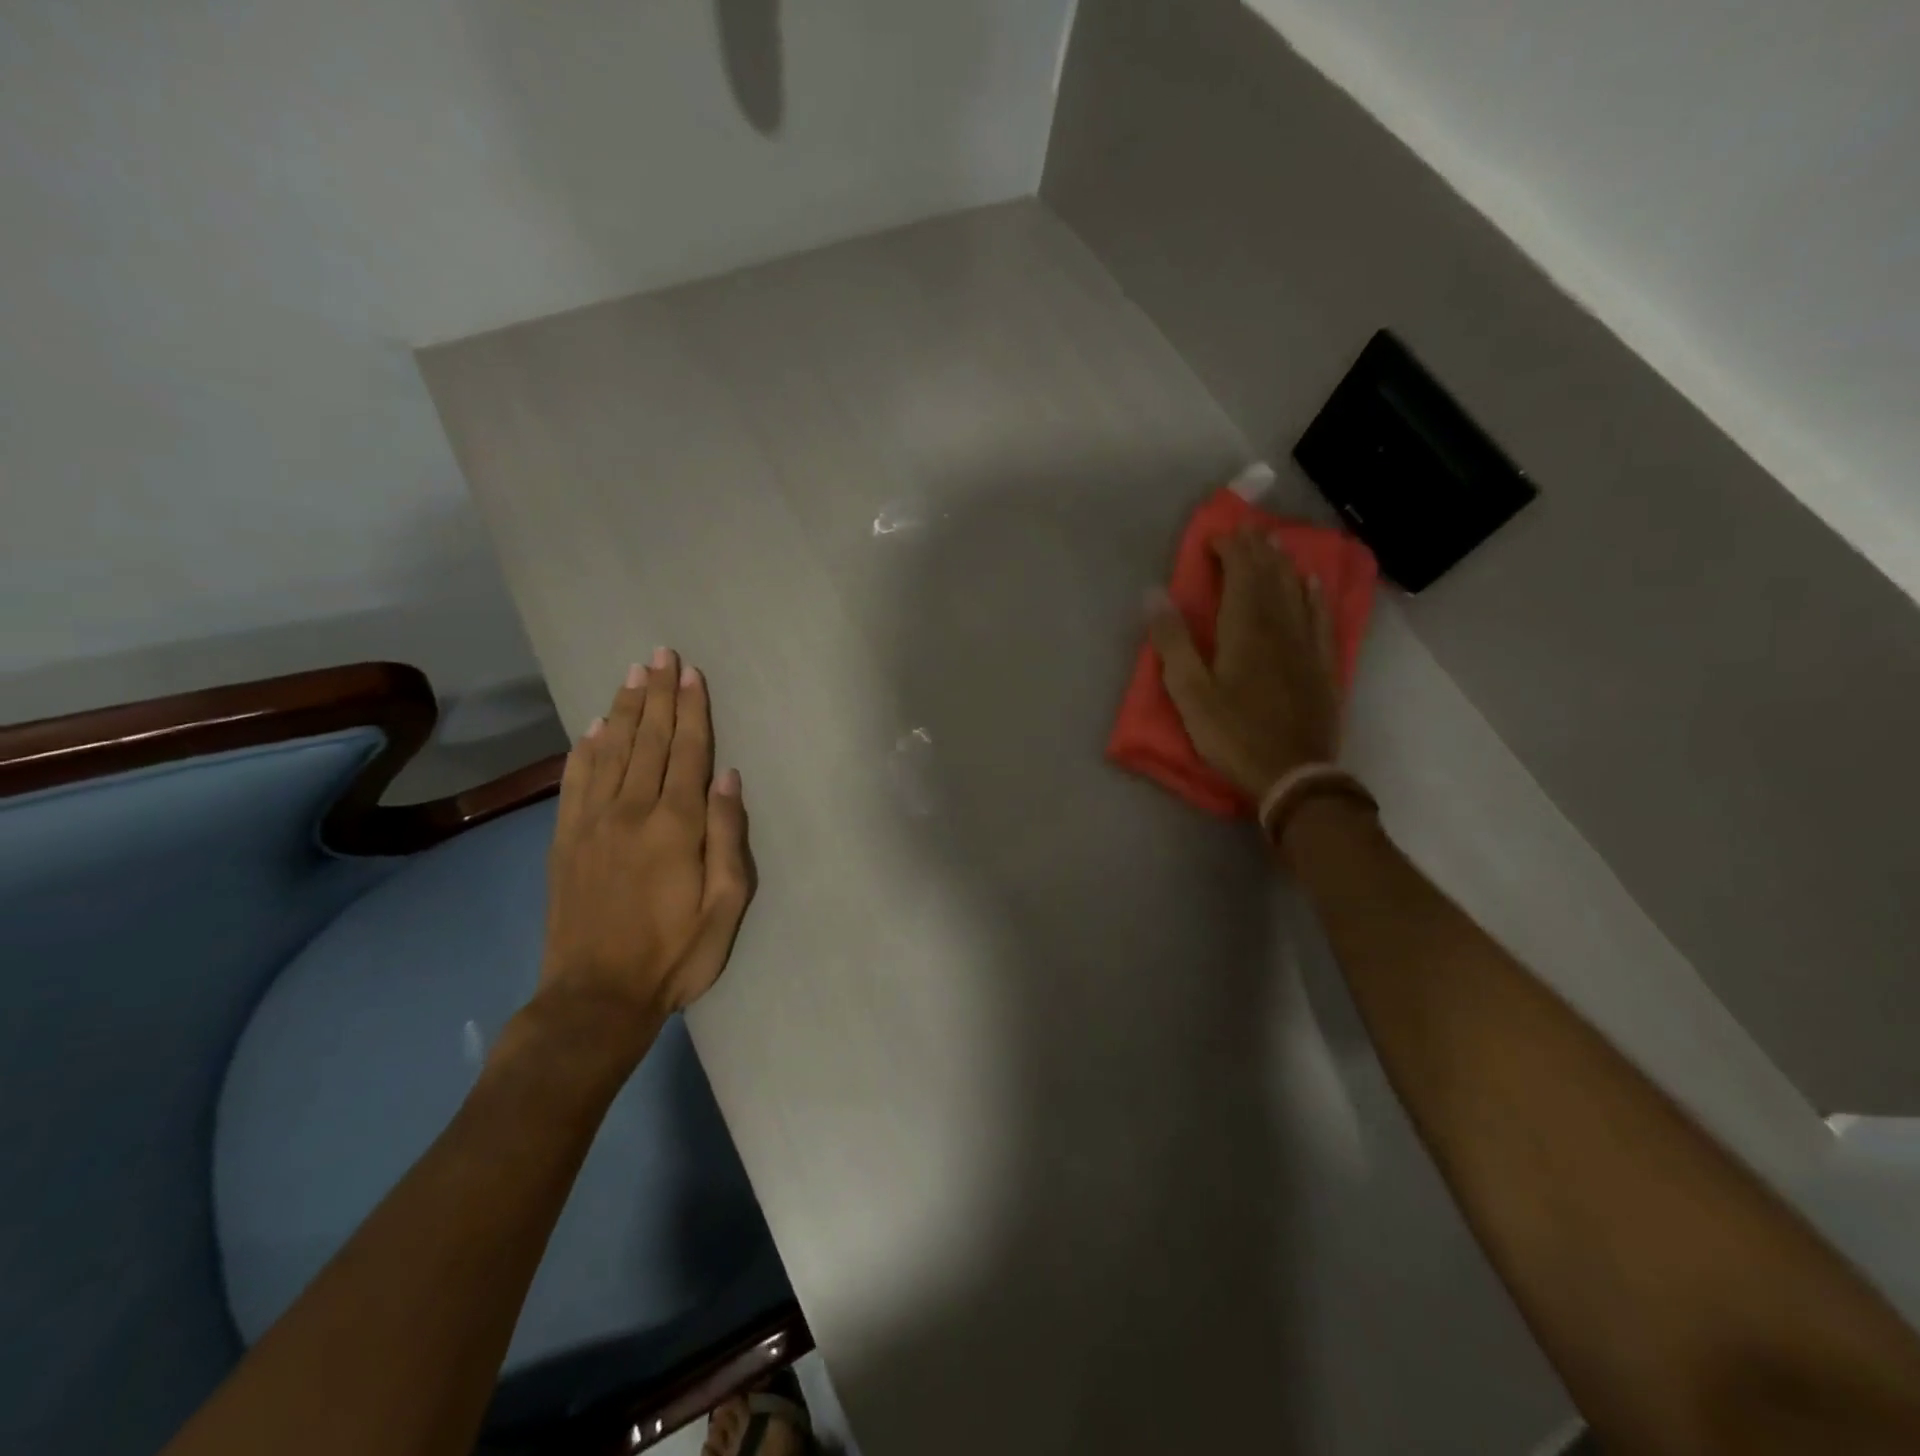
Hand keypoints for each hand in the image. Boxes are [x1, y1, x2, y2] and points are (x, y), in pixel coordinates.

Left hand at [536, 649, 756, 1060]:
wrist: (595, 998)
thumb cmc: (675, 955)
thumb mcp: (726, 906)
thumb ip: (729, 838)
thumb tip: (729, 778)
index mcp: (675, 826)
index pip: (687, 752)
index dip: (692, 709)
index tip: (691, 672)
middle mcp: (631, 811)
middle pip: (649, 740)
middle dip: (658, 694)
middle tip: (660, 655)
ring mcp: (592, 823)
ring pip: (612, 751)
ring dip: (625, 710)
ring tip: (633, 675)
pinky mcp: (565, 840)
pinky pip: (575, 781)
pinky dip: (586, 749)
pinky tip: (594, 728)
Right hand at [1147, 527, 1342, 798]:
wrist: (1294, 775)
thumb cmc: (1234, 735)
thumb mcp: (1190, 693)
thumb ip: (1172, 641)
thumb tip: (1154, 593)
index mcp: (1244, 630)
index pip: (1241, 573)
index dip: (1230, 549)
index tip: (1214, 537)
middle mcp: (1280, 626)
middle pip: (1270, 576)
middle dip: (1256, 549)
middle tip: (1245, 531)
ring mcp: (1306, 644)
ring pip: (1296, 591)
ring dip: (1283, 564)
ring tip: (1274, 544)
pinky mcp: (1322, 665)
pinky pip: (1321, 618)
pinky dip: (1315, 596)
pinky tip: (1312, 584)